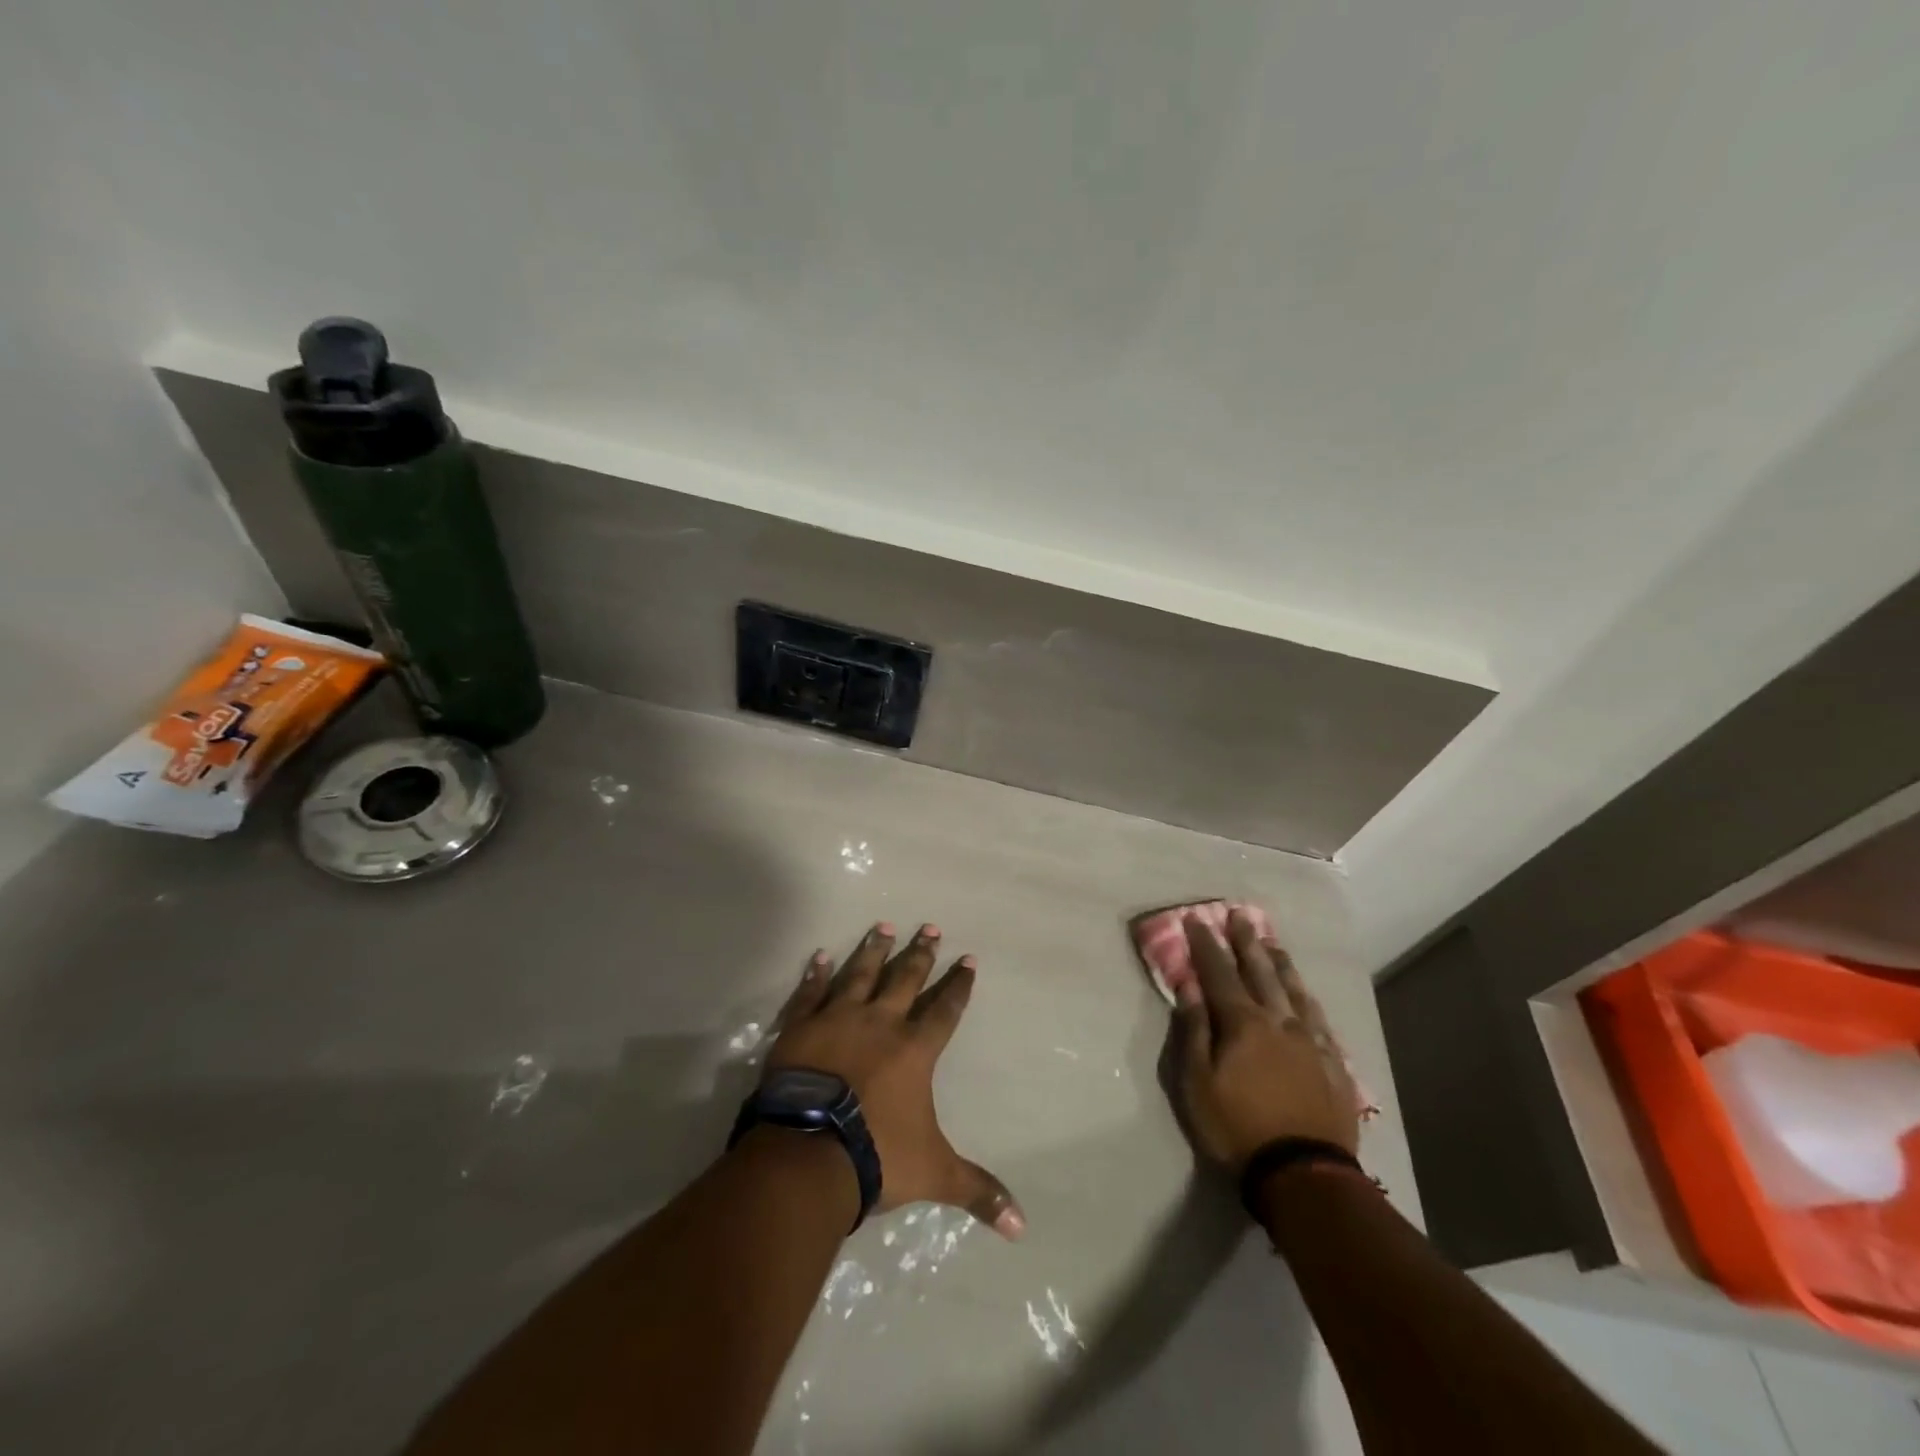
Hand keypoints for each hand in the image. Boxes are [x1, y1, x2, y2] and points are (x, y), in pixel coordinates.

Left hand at [764, 922, 1023, 1238]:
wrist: (808, 1152)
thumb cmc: (876, 1156)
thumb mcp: (934, 1173)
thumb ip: (977, 1191)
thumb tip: (1022, 1227)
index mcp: (914, 1050)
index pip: (945, 1010)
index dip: (958, 985)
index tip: (968, 959)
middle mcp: (880, 1023)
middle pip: (905, 979)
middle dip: (920, 954)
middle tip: (930, 927)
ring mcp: (837, 1020)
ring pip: (860, 974)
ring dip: (873, 949)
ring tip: (883, 926)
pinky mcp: (801, 1027)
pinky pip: (810, 993)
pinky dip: (815, 974)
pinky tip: (819, 955)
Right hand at [1171, 910, 1360, 1172]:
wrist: (1303, 1175)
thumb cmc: (1237, 1127)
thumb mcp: (1197, 1082)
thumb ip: (1194, 1031)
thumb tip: (1189, 988)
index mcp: (1243, 1023)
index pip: (1219, 973)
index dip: (1206, 945)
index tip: (1197, 920)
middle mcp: (1279, 1022)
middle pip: (1260, 973)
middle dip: (1247, 943)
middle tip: (1240, 916)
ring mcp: (1310, 1042)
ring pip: (1294, 991)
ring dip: (1280, 964)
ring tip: (1272, 943)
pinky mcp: (1333, 1065)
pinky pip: (1320, 1021)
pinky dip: (1307, 1000)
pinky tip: (1306, 995)